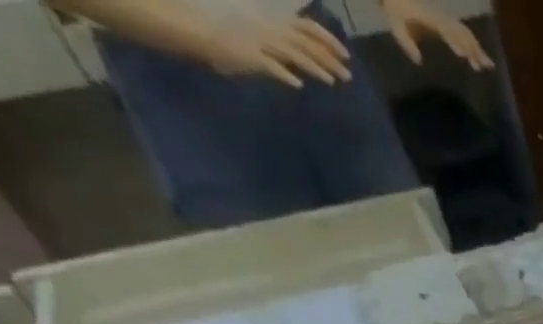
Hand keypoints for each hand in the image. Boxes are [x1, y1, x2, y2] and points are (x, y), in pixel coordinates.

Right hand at [204, 14, 351, 85]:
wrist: (194, 25)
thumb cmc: (226, 28)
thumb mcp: (258, 30)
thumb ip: (281, 43)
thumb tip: (303, 63)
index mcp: (272, 21)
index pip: (306, 27)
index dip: (327, 39)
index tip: (345, 55)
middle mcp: (269, 28)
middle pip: (305, 43)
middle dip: (328, 58)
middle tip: (348, 76)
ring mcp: (258, 40)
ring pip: (291, 52)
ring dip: (313, 66)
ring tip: (331, 81)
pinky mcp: (247, 54)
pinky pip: (267, 63)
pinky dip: (282, 73)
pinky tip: (297, 84)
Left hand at [381, 0, 492, 67]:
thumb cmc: (394, 7)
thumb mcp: (395, 24)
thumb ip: (406, 42)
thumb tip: (419, 61)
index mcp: (430, 17)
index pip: (446, 29)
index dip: (455, 41)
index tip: (464, 56)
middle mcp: (440, 17)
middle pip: (461, 32)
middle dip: (474, 48)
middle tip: (485, 67)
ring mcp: (443, 18)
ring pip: (464, 32)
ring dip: (476, 48)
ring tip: (486, 65)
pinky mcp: (444, 21)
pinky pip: (460, 32)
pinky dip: (471, 44)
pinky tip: (475, 56)